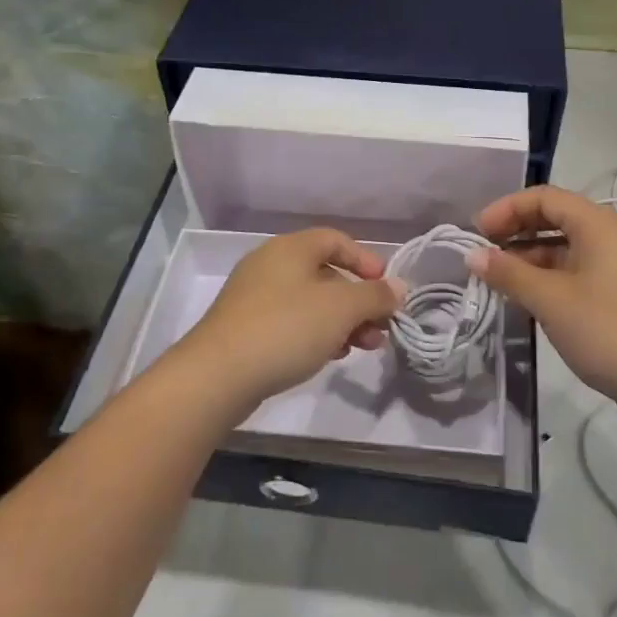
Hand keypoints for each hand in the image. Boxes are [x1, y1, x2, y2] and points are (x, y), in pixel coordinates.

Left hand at [179, 228, 405, 411]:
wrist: (217, 375)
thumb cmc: (286, 328)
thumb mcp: (341, 309)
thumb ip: (374, 295)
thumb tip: (398, 287)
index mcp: (290, 248)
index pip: (336, 240)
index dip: (366, 261)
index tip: (386, 289)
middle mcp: (270, 264)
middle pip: (325, 273)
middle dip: (358, 300)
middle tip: (380, 328)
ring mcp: (254, 297)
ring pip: (310, 301)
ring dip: (342, 320)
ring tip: (362, 347)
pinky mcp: (245, 328)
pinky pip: (290, 321)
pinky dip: (316, 333)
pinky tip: (330, 356)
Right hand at [471, 186, 616, 422]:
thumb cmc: (607, 329)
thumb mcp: (550, 299)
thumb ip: (508, 273)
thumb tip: (471, 255)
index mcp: (597, 224)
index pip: (543, 197)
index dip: (506, 208)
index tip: (476, 233)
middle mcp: (608, 235)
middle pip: (553, 218)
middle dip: (514, 231)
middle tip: (481, 254)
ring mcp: (615, 265)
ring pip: (562, 247)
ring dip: (527, 257)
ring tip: (496, 279)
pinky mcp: (616, 293)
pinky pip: (573, 271)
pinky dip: (545, 277)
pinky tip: (523, 298)